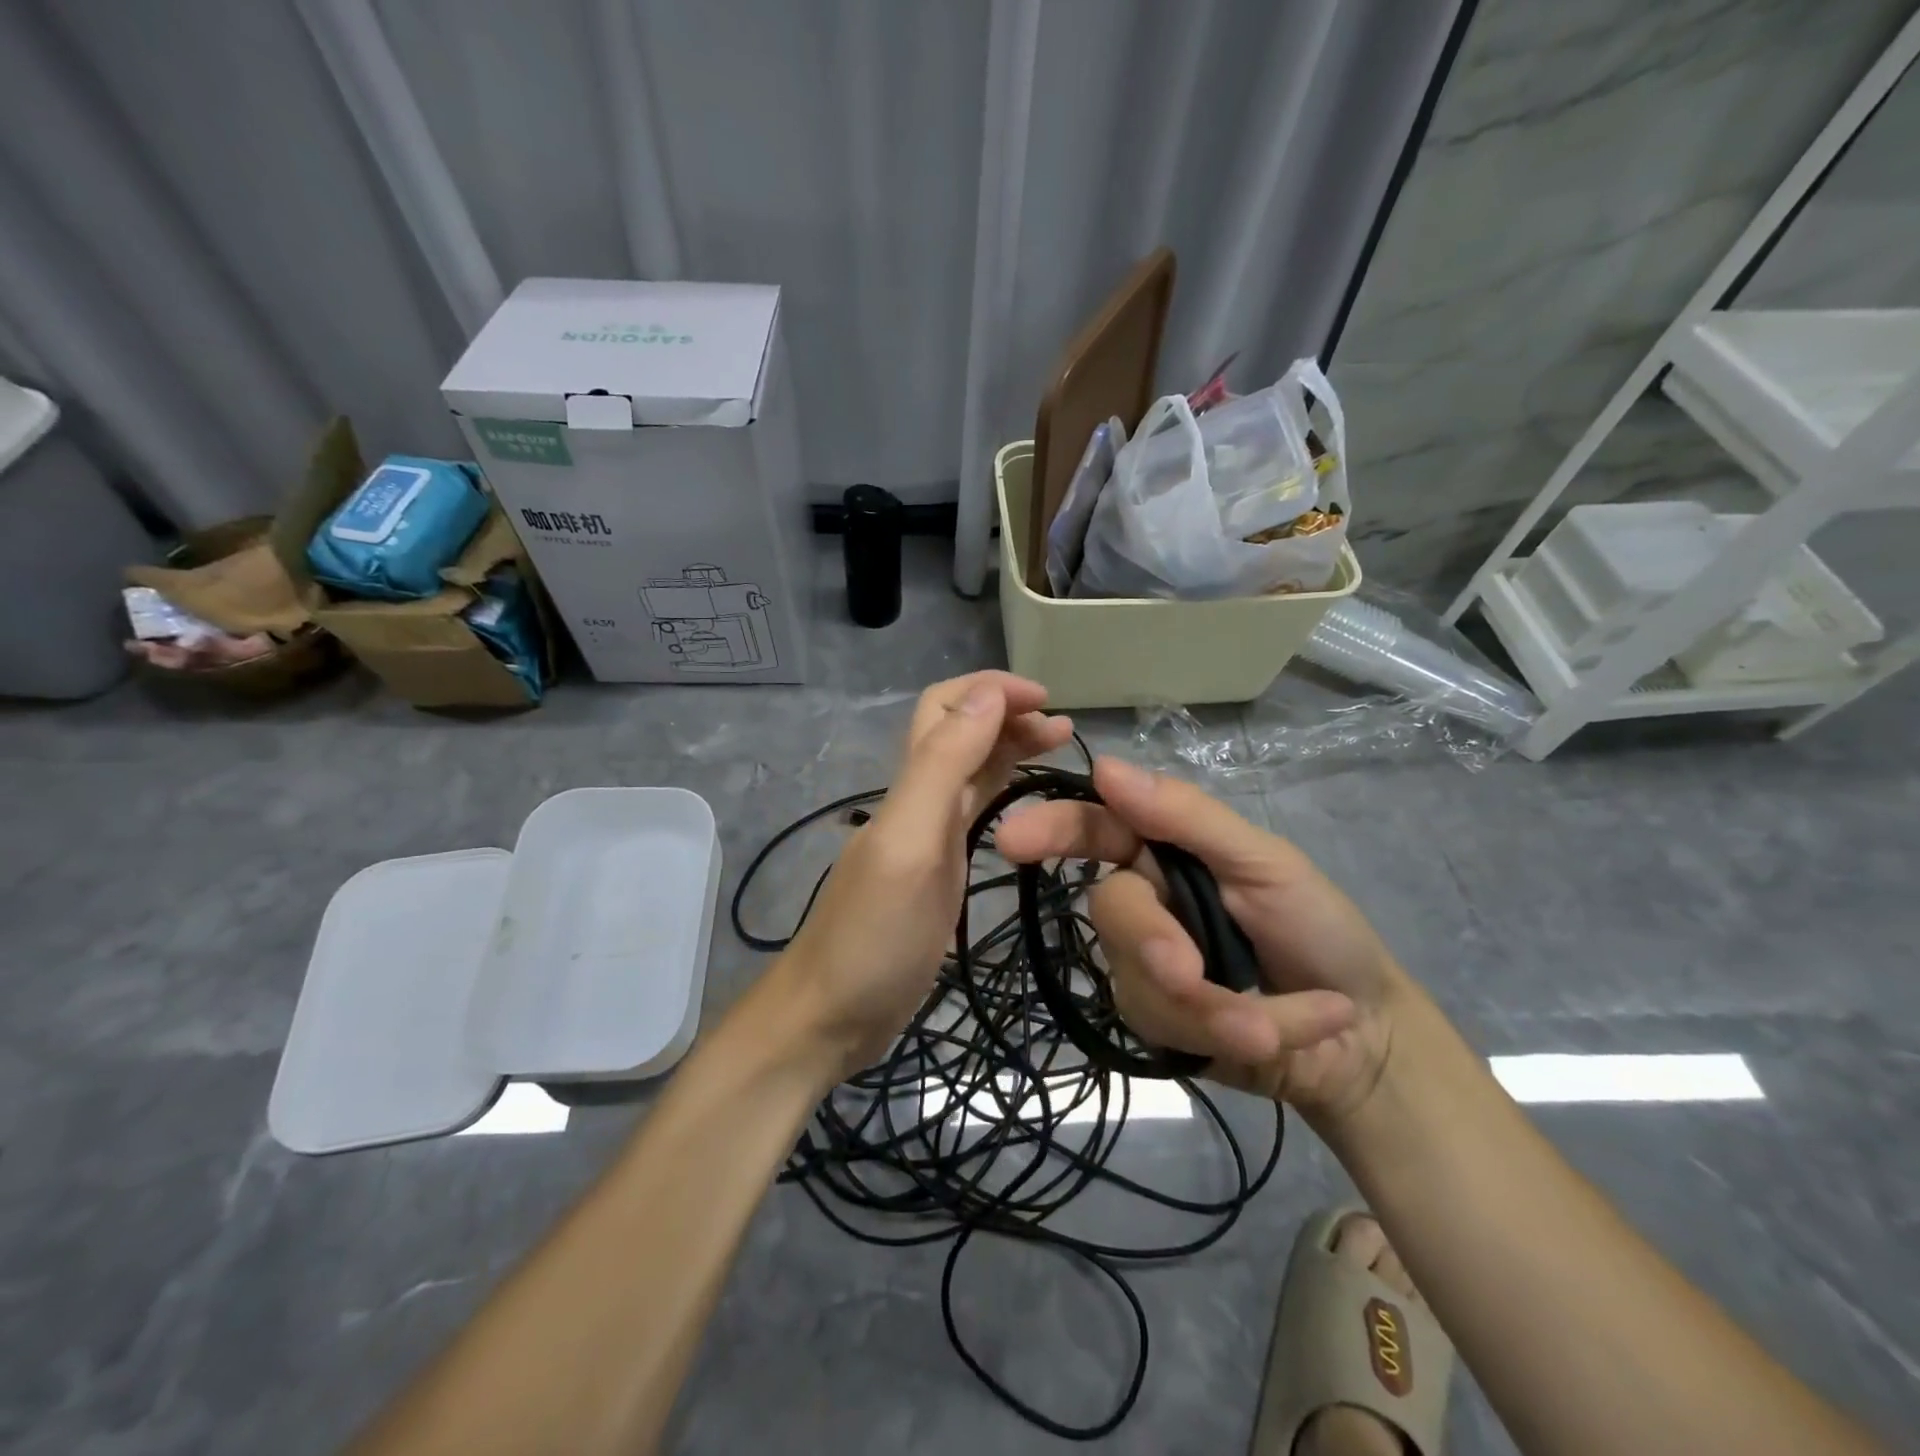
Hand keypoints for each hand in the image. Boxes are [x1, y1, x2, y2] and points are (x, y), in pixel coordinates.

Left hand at [776, 671, 1073, 1083]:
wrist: (830, 1017)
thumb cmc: (871, 936)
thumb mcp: (910, 843)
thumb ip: (942, 766)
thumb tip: (985, 695)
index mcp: (910, 785)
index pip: (945, 708)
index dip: (991, 691)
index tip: (1048, 700)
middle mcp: (917, 800)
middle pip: (960, 732)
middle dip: (1007, 715)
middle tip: (1063, 728)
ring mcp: (926, 837)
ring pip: (969, 770)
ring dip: (1009, 747)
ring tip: (1057, 747)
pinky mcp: (937, 872)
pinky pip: (972, 813)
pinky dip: (1002, 790)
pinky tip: (1028, 800)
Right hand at [995, 757, 1407, 1122]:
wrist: (1367, 1041)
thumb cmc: (1321, 932)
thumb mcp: (1267, 864)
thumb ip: (1188, 818)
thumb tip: (1103, 767)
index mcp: (1166, 852)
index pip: (1096, 829)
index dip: (1052, 829)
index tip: (1013, 839)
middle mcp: (1145, 904)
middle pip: (1110, 909)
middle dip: (1152, 942)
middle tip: (1193, 975)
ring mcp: (1143, 967)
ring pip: (1136, 979)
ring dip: (1213, 1006)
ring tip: (1280, 1023)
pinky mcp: (1155, 1024)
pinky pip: (1163, 1027)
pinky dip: (1228, 1033)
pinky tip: (1280, 1034)